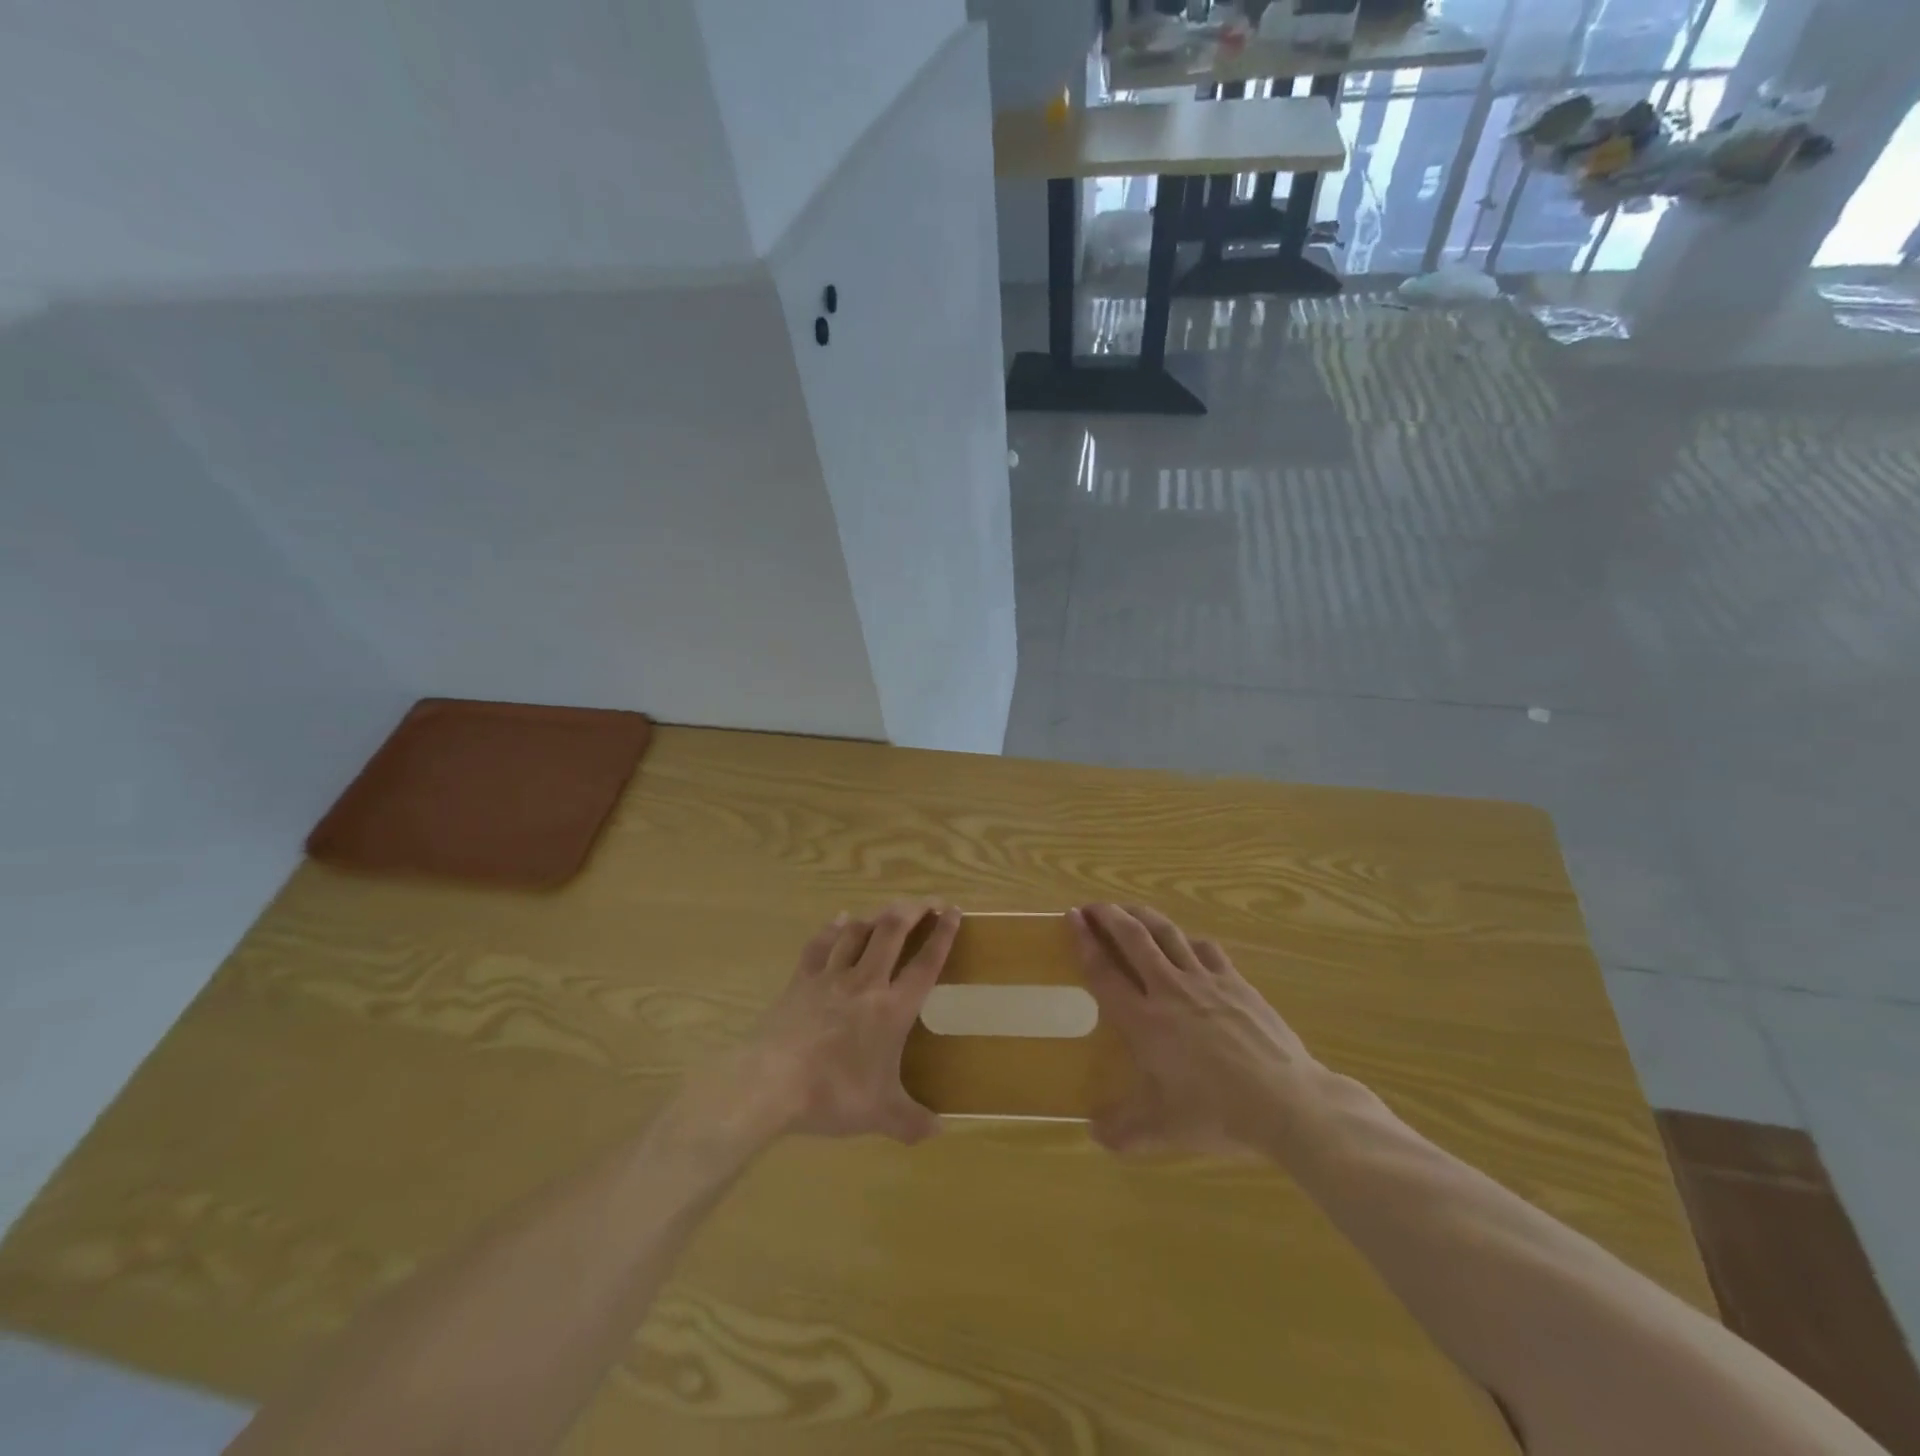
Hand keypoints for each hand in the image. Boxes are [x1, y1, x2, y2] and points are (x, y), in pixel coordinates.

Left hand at [736, 901, 959, 1144]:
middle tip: (926, 902)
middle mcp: (866, 982)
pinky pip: (820, 944)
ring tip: (888, 912)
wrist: (771, 1083)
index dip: (943, 935)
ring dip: (876, 916)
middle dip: (912, 910)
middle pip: (892, 931)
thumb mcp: (879, 1114)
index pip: (926, 963)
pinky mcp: (801, 980)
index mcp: (892, 1008)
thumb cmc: (833, 1094)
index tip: (953, 912)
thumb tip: (939, 1131)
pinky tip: (839, 920)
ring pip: (857, 931)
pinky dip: (833, 928)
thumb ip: (912, 1121)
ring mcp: (830, 976)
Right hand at [1070, 904, 1320, 1156]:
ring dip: (1143, 916)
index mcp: (1144, 1021)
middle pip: (1133, 938)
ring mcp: (1205, 981)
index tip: (1071, 918)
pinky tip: (1186, 942)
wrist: (1285, 1102)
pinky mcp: (1236, 982)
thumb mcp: (1163, 1131)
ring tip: (1129, 910)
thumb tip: (1094, 1133)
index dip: (1084, 942)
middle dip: (1108, 916)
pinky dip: (1188, 940)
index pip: (1104, 972)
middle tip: (1092, 906)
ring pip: (1167, 934)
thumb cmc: (1217, 1114)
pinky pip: (1205, 949)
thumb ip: (1123, 1132)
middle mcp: (1169, 990)